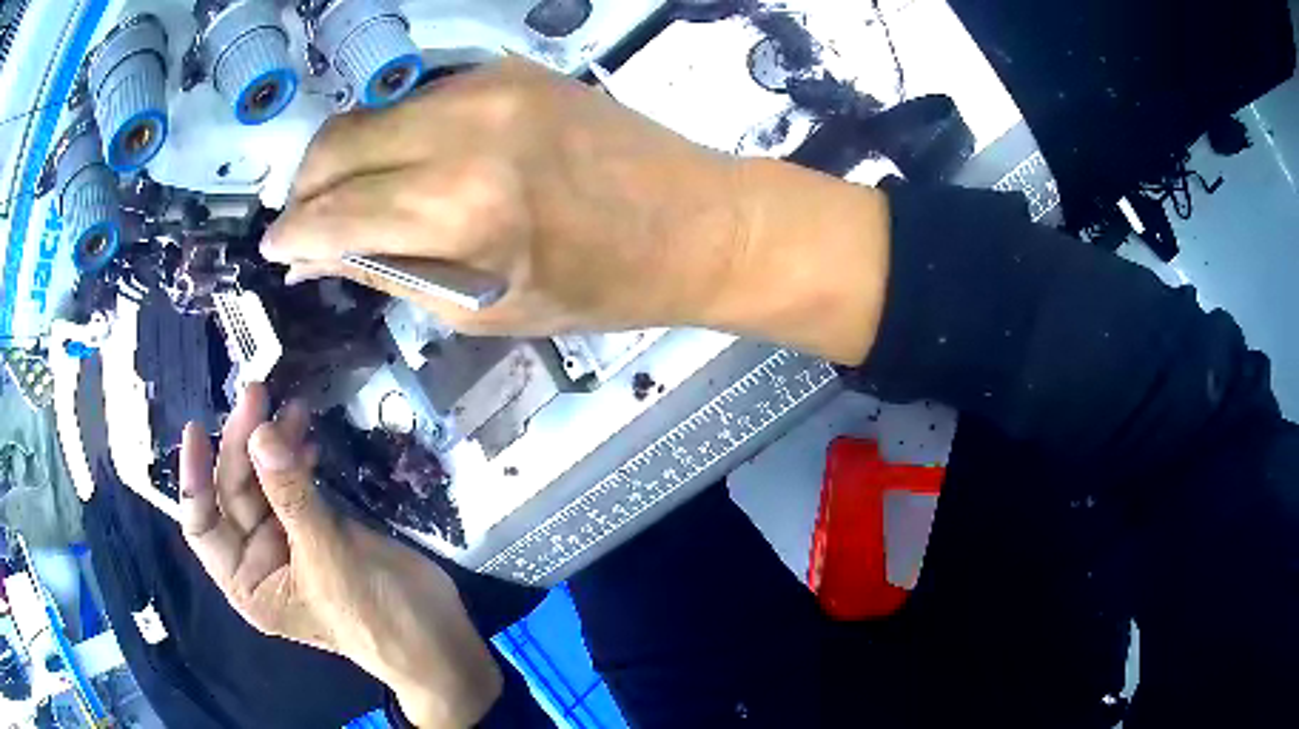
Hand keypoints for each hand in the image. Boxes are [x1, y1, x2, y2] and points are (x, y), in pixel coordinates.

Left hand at [180, 385, 499, 727]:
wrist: (433, 639)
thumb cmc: (373, 613)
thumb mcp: (327, 557)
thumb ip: (291, 495)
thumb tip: (261, 432)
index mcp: (248, 581)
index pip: (203, 526)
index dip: (194, 478)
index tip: (199, 429)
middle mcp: (259, 560)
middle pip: (235, 492)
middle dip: (244, 444)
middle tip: (258, 395)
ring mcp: (289, 542)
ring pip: (266, 483)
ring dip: (274, 444)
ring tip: (290, 407)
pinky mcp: (318, 529)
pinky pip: (296, 486)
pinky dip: (299, 460)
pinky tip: (307, 436)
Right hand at [264, 58, 889, 364]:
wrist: (696, 220)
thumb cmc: (602, 285)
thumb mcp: (487, 309)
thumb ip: (393, 272)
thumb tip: (324, 254)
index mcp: (465, 208)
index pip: (338, 214)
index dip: (295, 235)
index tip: (275, 249)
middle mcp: (468, 128)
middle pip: (339, 143)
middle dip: (305, 187)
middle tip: (302, 222)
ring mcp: (490, 85)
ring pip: (371, 112)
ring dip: (341, 155)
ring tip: (342, 196)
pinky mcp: (509, 68)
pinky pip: (416, 97)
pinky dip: (389, 130)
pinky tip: (395, 161)